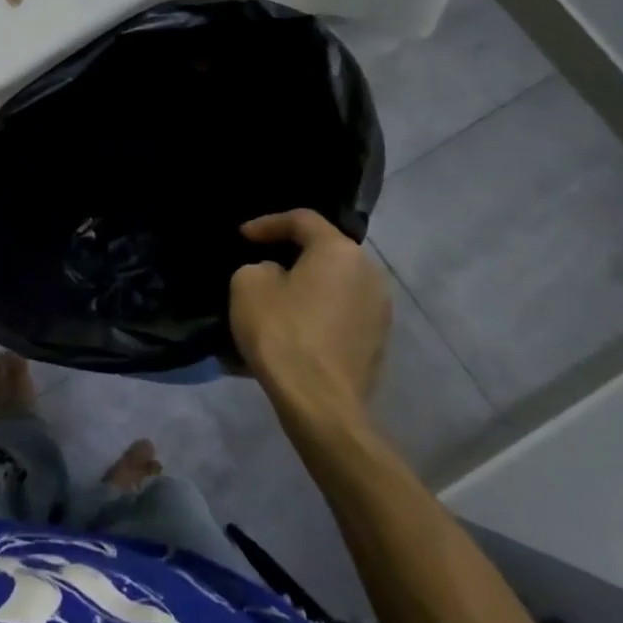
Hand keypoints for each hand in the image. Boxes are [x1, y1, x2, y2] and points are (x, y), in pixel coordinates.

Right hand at [228, 210, 390, 425]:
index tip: (242, 237)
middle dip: (292, 252)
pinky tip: (296, 325)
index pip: (302, 220)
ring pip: (336, 282)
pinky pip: (343, 311)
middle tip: (261, 260)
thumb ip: (260, 267)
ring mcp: (380, 309)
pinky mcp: (378, 341)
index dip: (267, 223)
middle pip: (325, 250)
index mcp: (339, 251)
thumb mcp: (248, 284)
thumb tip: (277, 276)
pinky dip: (319, 310)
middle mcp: (369, 273)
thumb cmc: (282, 332)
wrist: (320, 403)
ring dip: (308, 284)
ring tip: (279, 296)